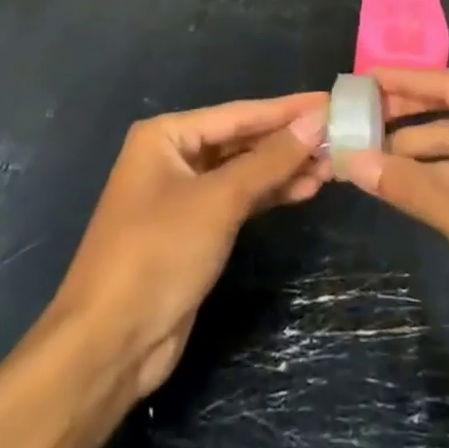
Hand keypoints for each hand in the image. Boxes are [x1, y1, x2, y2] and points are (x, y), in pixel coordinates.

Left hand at [45, 94, 328, 396]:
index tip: (331, 101)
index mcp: (167, 135)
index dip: (288, 109)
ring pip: (244, 171)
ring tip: (332, 165)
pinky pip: (239, 199)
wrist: (108, 346)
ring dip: (285, 169)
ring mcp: (183, 195)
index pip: (240, 113)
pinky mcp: (195, 230)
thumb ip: (270, 159)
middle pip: (242, 140)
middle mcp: (173, 156)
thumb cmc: (158, 255)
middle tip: (340, 136)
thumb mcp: (219, 201)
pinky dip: (270, 194)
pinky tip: (305, 189)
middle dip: (289, 141)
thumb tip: (317, 120)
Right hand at [343, 68, 448, 358]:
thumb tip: (352, 160)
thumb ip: (411, 186)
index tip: (360, 80)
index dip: (402, 81)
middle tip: (351, 121)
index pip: (447, 84)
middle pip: (447, 115)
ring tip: (362, 158)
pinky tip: (396, 186)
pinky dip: (431, 182)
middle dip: (402, 120)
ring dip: (412, 156)